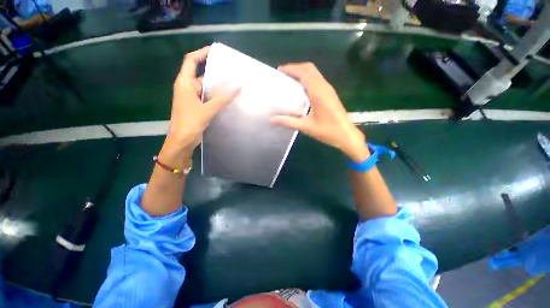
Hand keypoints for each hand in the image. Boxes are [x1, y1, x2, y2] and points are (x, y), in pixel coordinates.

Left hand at [165, 46, 239, 156]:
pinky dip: (216, 97)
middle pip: (201, 75)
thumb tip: (238, 87)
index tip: (215, 51)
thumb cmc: (190, 123)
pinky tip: (227, 98)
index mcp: (184, 83)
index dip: (201, 53)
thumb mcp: (207, 109)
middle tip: (231, 72)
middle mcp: (187, 88)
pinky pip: (207, 97)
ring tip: (232, 84)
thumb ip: (222, 98)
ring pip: (205, 87)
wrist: (182, 141)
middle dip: (215, 73)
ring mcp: (192, 98)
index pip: (191, 61)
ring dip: (217, 87)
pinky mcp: (197, 106)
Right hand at [271, 63, 368, 162]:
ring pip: (315, 73)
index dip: (291, 69)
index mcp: (318, 93)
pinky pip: (318, 80)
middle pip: (310, 69)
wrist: (347, 135)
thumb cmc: (328, 131)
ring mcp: (329, 90)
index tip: (280, 70)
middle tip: (283, 73)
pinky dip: (308, 78)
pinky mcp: (331, 94)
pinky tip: (302, 88)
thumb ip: (288, 122)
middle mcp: (324, 87)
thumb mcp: (306, 127)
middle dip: (296, 68)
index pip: (304, 73)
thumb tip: (272, 120)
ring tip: (290, 79)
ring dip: (302, 72)